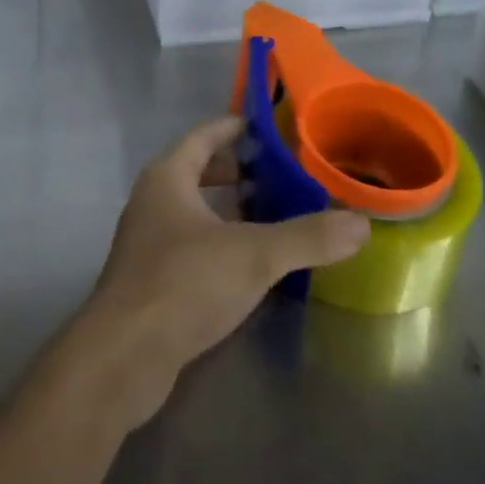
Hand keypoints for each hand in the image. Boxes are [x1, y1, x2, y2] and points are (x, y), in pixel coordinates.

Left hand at [64, 118, 369, 429]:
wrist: (123, 357)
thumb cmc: (183, 283)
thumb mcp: (254, 255)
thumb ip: (307, 237)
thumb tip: (361, 223)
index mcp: (167, 177)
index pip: (203, 136)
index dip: (234, 128)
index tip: (266, 127)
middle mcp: (152, 201)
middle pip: (196, 171)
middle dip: (234, 170)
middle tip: (278, 173)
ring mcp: (147, 242)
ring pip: (193, 210)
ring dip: (227, 209)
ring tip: (270, 214)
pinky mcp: (150, 281)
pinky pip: (190, 244)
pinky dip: (218, 242)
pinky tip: (247, 264)